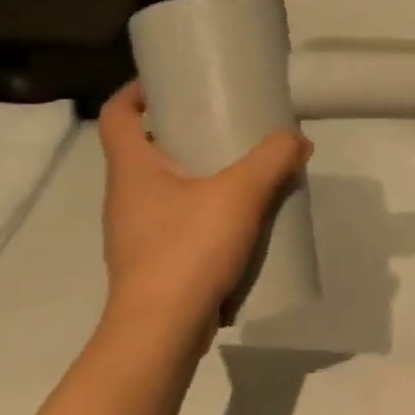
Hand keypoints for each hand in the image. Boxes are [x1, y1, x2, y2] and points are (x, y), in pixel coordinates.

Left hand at [97, 83, 311, 353]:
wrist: (161, 333)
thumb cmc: (188, 249)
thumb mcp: (241, 193)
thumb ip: (274, 158)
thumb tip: (296, 141)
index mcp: (132, 170)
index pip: (119, 115)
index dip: (138, 91)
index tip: (171, 80)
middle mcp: (127, 196)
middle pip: (144, 148)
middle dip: (180, 129)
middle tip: (223, 119)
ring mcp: (137, 232)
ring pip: (165, 186)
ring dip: (197, 171)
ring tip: (241, 166)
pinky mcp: (154, 260)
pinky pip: (178, 218)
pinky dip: (204, 207)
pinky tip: (240, 215)